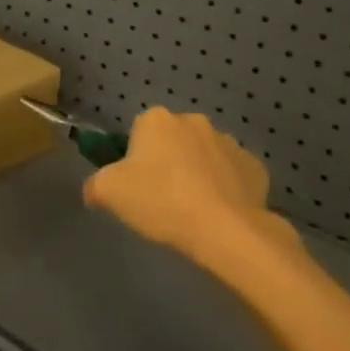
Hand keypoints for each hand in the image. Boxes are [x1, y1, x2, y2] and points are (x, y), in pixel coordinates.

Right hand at [84, 108, 299, 267]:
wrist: (225, 231)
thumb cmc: (161, 201)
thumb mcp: (108, 193)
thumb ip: (94, 186)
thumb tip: (95, 190)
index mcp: (157, 119)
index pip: (138, 132)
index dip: (135, 159)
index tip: (137, 187)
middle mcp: (194, 121)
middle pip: (173, 141)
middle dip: (168, 163)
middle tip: (162, 200)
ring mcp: (229, 142)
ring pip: (204, 156)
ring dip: (198, 174)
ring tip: (193, 212)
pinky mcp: (255, 167)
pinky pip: (233, 175)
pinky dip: (226, 189)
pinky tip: (220, 215)